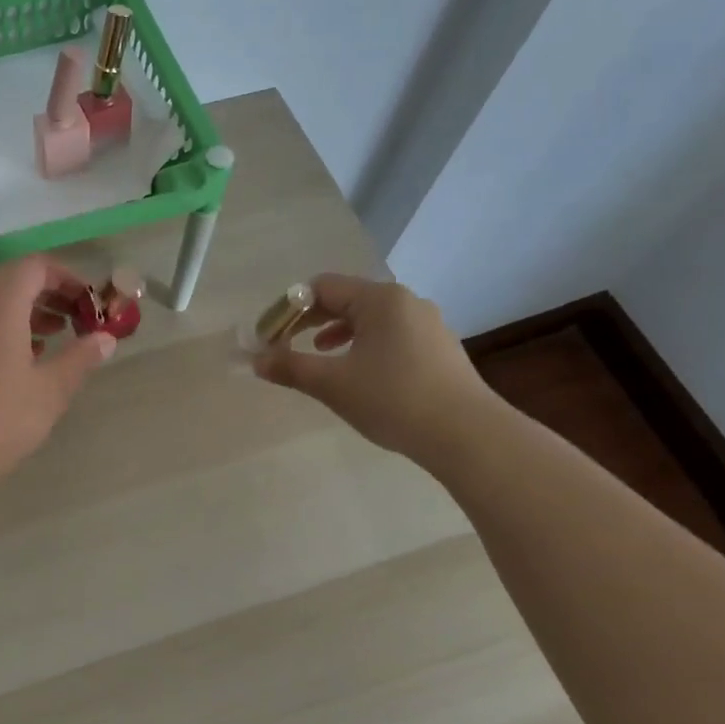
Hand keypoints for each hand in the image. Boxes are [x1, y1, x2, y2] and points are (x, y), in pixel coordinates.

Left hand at [0, 255, 115, 517]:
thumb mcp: (51, 390)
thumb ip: (80, 357)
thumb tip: (105, 339)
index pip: (35, 267)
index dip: (67, 278)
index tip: (89, 303)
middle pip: (11, 278)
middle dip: (47, 293)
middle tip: (75, 319)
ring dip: (24, 309)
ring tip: (53, 338)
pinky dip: (0, 324)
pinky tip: (20, 358)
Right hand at [251, 273, 498, 463]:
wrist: (467, 435)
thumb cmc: (393, 400)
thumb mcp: (332, 384)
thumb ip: (290, 367)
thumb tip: (257, 360)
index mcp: (379, 299)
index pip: (321, 288)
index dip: (288, 310)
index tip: (269, 337)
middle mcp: (405, 302)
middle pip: (345, 299)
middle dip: (310, 321)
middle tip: (285, 345)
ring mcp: (427, 324)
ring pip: (369, 318)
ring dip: (336, 332)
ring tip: (319, 355)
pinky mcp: (439, 348)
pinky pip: (390, 334)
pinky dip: (363, 345)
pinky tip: (358, 371)